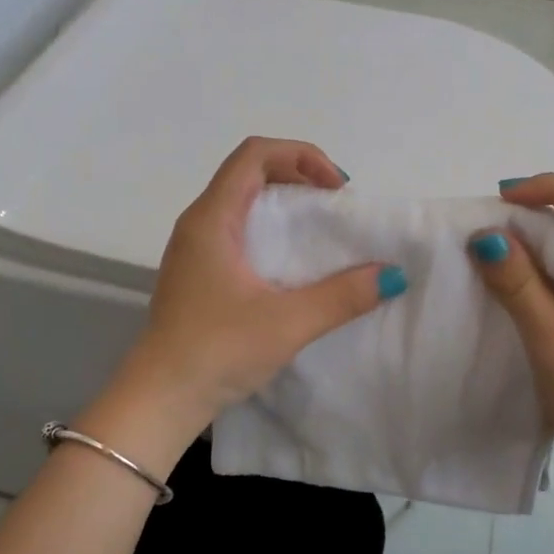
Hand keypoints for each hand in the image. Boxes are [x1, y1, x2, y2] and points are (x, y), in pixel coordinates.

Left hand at [121, 137, 401, 430]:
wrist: (160, 399)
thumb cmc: (217, 351)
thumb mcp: (288, 323)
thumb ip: (343, 296)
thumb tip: (392, 275)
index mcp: (212, 218)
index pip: (255, 154)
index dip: (301, 156)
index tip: (336, 189)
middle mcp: (198, 224)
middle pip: (250, 173)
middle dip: (298, 177)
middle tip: (336, 208)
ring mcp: (194, 250)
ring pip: (243, 203)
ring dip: (284, 206)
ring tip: (320, 234)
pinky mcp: (197, 275)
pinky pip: (238, 232)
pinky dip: (271, 232)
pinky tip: (292, 266)